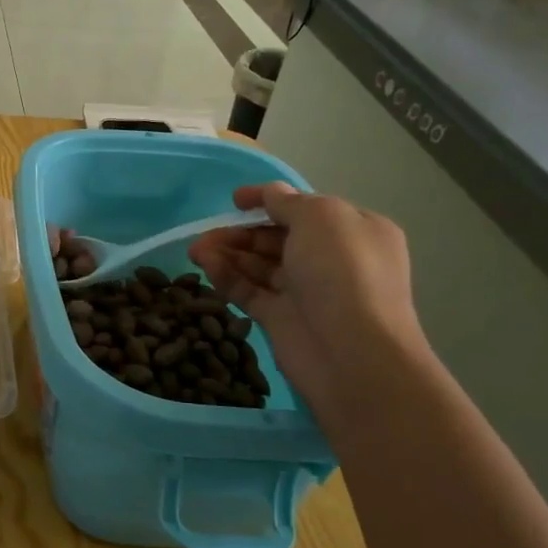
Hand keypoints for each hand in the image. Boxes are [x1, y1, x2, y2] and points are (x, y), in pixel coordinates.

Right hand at [189, 183, 429, 423]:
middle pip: (277, 238)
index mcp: (353, 231)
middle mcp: (332, 259)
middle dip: (241, 232)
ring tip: (195, 251)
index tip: (234, 200)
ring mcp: (306, 291)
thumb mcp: (320, 218)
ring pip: (260, 265)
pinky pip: (250, 291)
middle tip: (205, 233)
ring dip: (228, 253)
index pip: (305, 209)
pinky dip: (227, 277)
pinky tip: (205, 267)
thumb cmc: (343, 272)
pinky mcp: (282, 319)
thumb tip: (269, 194)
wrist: (352, 353)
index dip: (268, 201)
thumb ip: (288, 202)